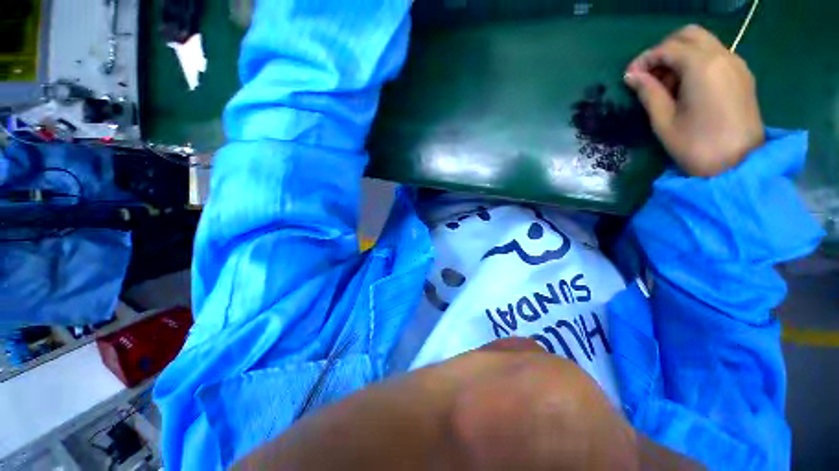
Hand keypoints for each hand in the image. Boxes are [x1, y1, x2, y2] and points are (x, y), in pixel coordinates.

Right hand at [624, 25, 763, 176]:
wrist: (739, 166)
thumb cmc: (696, 145)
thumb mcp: (664, 121)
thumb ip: (648, 92)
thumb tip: (632, 76)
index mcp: (702, 66)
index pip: (668, 48)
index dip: (645, 59)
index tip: (630, 77)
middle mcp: (723, 57)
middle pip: (689, 35)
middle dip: (664, 50)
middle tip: (648, 75)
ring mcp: (736, 65)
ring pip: (703, 43)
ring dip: (680, 56)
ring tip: (666, 85)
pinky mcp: (742, 76)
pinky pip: (715, 56)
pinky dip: (696, 62)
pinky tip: (686, 87)